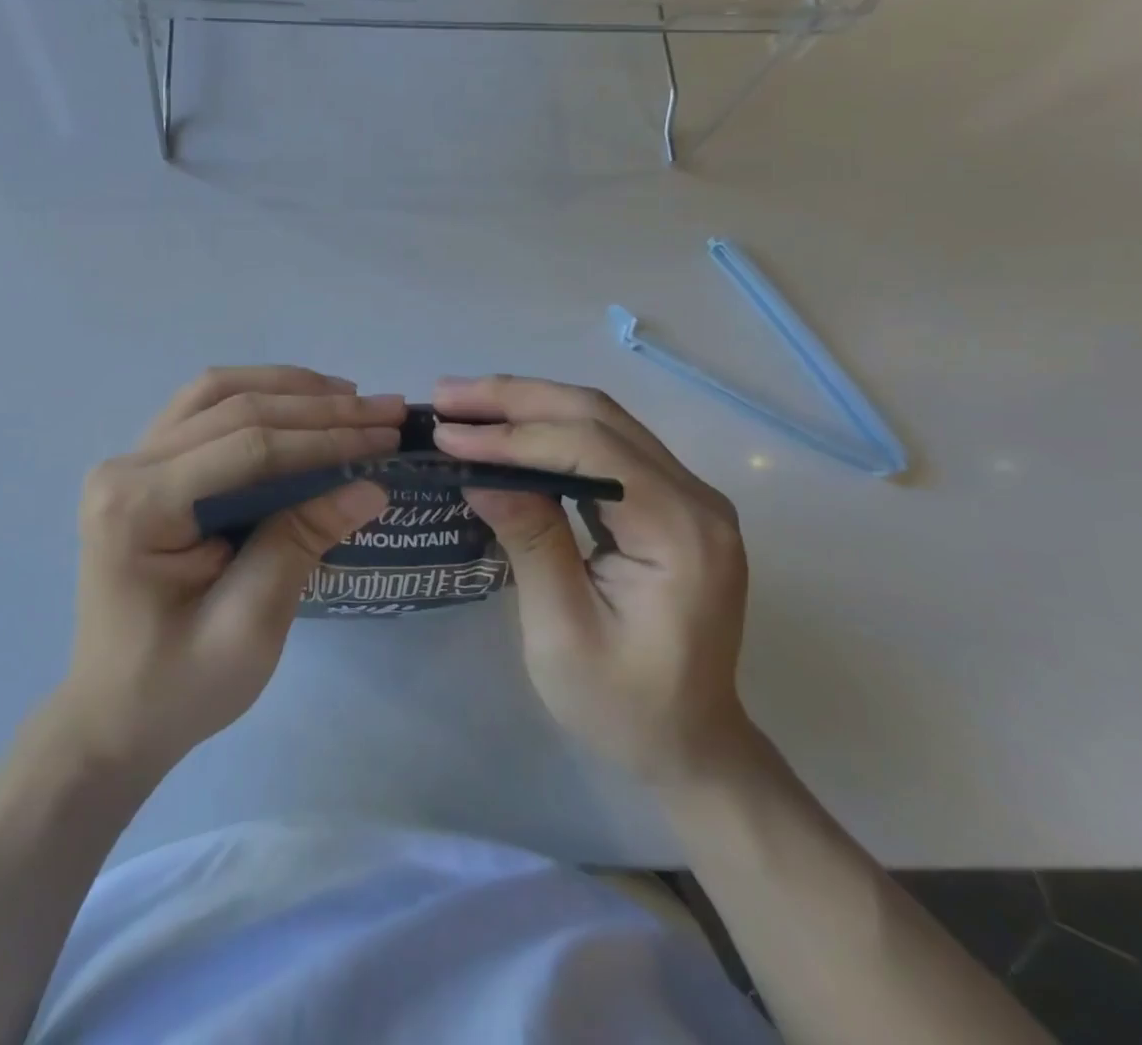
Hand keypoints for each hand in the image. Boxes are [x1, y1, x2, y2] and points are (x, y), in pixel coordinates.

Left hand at [51, 367, 402, 773]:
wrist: (113, 714)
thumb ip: (300, 543)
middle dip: (318, 407)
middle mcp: (126, 467)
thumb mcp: (248, 627)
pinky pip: (204, 412)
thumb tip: (370, 485)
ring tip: (350, 396)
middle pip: (233, 409)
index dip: (323, 437)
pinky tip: (300, 405)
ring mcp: (131, 462)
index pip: (247, 448)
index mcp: (138, 506)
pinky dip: (258, 399)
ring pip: (216, 394)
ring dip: (287, 389)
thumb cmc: (177, 686)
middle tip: (387, 409)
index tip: (387, 434)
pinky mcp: (145, 469)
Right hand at [431, 375, 754, 783]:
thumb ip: (530, 540)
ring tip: (463, 405)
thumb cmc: (624, 706)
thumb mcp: (563, 632)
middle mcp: (695, 498)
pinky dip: (547, 430)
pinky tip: (504, 431)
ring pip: (599, 420)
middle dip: (515, 400)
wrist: (690, 745)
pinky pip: (603, 445)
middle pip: (598, 417)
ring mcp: (686, 495)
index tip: (448, 433)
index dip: (513, 435)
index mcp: (681, 532)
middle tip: (446, 396)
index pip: (591, 450)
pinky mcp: (667, 501)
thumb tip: (477, 471)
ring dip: (527, 405)